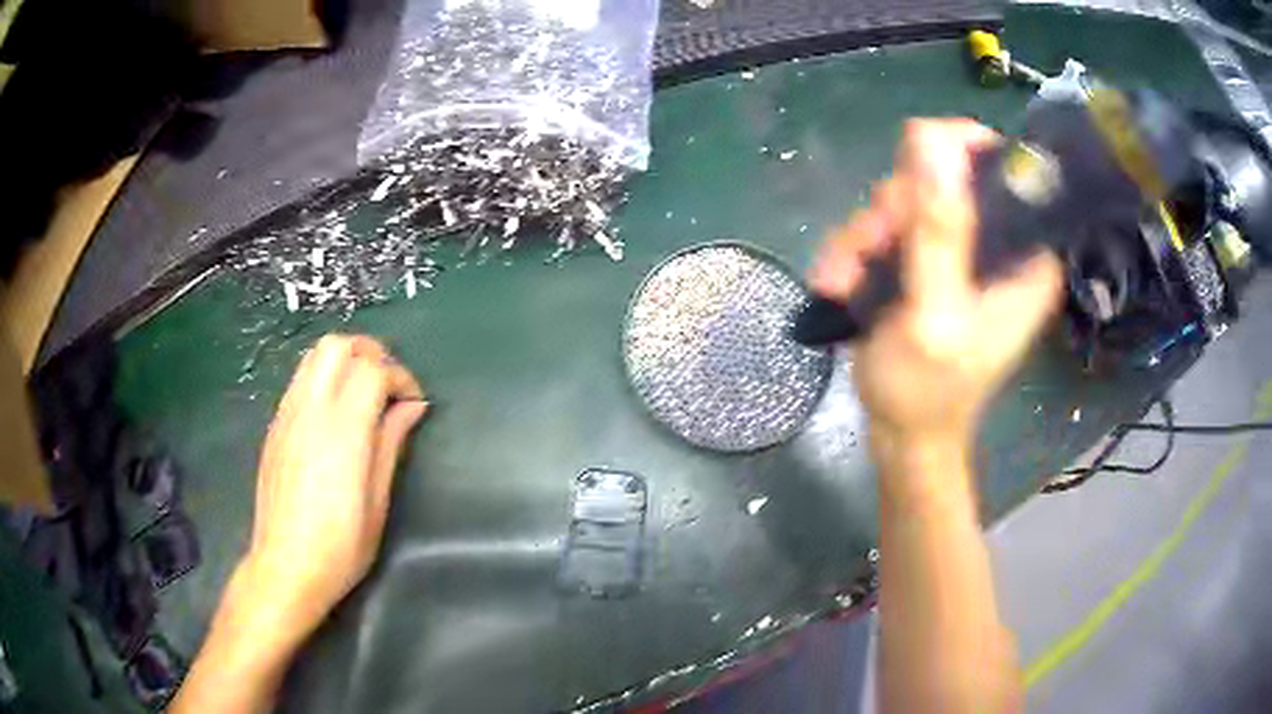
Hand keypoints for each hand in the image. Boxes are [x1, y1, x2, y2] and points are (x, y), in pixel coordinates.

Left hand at [240, 334, 426, 636]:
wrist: (286, 566)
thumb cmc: (341, 546)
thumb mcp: (378, 500)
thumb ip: (392, 443)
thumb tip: (412, 408)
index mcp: (342, 430)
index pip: (373, 370)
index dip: (400, 377)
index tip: (414, 404)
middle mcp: (310, 409)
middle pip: (338, 345)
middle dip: (370, 353)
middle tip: (388, 384)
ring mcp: (287, 414)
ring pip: (315, 356)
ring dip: (345, 360)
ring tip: (363, 392)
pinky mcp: (275, 426)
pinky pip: (300, 380)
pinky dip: (324, 378)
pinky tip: (335, 413)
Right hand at [810, 119, 1062, 452]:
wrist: (900, 436)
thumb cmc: (926, 392)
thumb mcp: (935, 313)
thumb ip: (939, 230)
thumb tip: (931, 137)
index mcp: (1025, 256)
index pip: (1004, 170)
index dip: (956, 151)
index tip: (909, 167)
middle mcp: (998, 246)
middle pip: (942, 178)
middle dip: (896, 209)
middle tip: (871, 247)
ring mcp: (960, 252)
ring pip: (905, 200)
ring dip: (866, 234)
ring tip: (843, 279)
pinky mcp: (927, 262)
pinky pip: (886, 227)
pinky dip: (857, 251)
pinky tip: (839, 282)